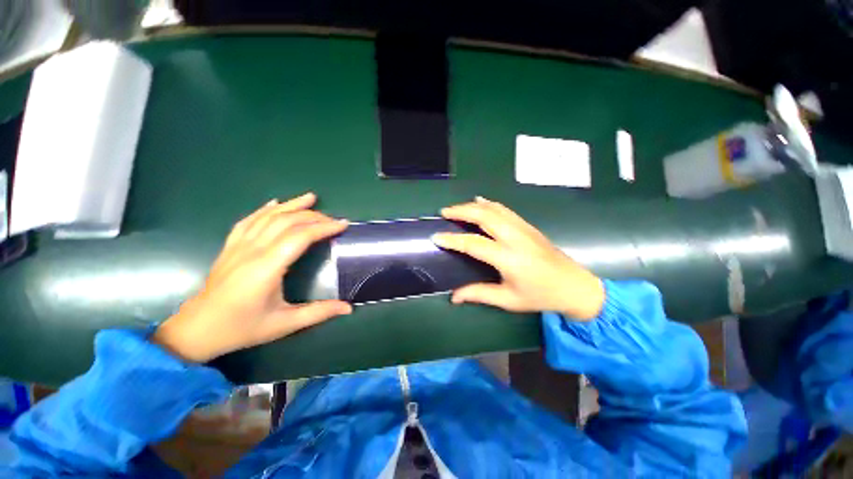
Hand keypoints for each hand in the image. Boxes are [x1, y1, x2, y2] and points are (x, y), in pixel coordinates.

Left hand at [153, 193, 351, 362]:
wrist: (197, 330)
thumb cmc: (242, 327)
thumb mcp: (284, 324)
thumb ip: (319, 313)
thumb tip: (349, 308)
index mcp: (267, 268)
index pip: (300, 237)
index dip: (324, 228)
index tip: (343, 225)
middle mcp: (252, 250)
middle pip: (286, 221)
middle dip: (314, 216)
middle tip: (334, 220)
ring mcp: (238, 246)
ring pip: (268, 216)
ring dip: (292, 205)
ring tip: (311, 197)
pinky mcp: (230, 247)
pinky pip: (248, 221)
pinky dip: (264, 210)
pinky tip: (275, 204)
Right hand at [432, 197, 604, 319]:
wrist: (574, 286)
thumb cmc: (540, 296)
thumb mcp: (508, 300)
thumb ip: (479, 294)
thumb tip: (454, 297)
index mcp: (509, 258)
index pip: (474, 244)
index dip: (453, 240)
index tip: (437, 236)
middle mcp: (515, 238)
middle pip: (484, 216)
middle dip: (461, 211)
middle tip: (444, 212)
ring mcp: (523, 228)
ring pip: (494, 209)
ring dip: (473, 206)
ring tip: (457, 208)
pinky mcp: (528, 226)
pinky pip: (504, 209)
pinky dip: (489, 204)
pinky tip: (480, 202)